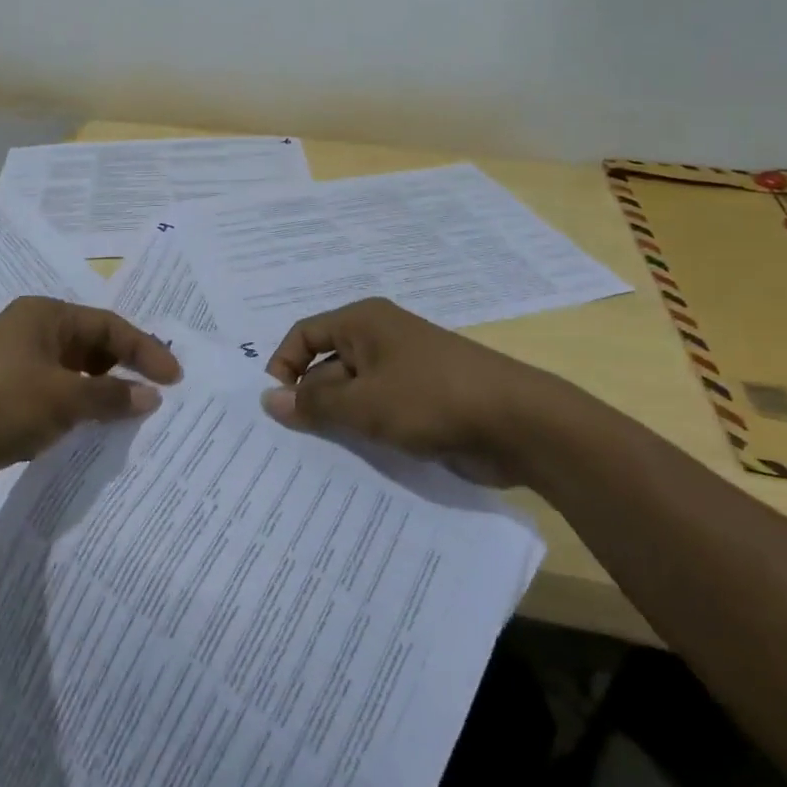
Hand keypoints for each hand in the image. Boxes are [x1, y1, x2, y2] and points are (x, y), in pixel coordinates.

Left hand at [0, 297, 180, 486]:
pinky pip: (55, 403)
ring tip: (134, 420)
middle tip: (159, 397)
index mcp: (46, 316)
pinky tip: (94, 438)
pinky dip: (77, 416)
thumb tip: (151, 396)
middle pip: (93, 347)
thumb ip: (109, 395)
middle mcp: (33, 334)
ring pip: (74, 378)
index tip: (175, 379)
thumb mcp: (61, 397)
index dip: (145, 350)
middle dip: (125, 370)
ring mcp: (17, 369)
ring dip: (102, 396)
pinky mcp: (5, 402)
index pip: (109, 327)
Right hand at [261, 298, 568, 485]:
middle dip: (309, 401)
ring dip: (337, 421)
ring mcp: (402, 370)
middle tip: (288, 444)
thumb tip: (268, 399)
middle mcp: (379, 339)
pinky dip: (364, 432)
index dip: (283, 366)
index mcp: (363, 322)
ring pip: (353, 393)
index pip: (304, 334)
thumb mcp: (364, 403)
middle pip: (326, 365)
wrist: (518, 423)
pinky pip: (379, 412)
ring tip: (315, 459)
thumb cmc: (431, 399)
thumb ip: (314, 403)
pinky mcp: (420, 401)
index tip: (274, 408)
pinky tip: (352, 463)